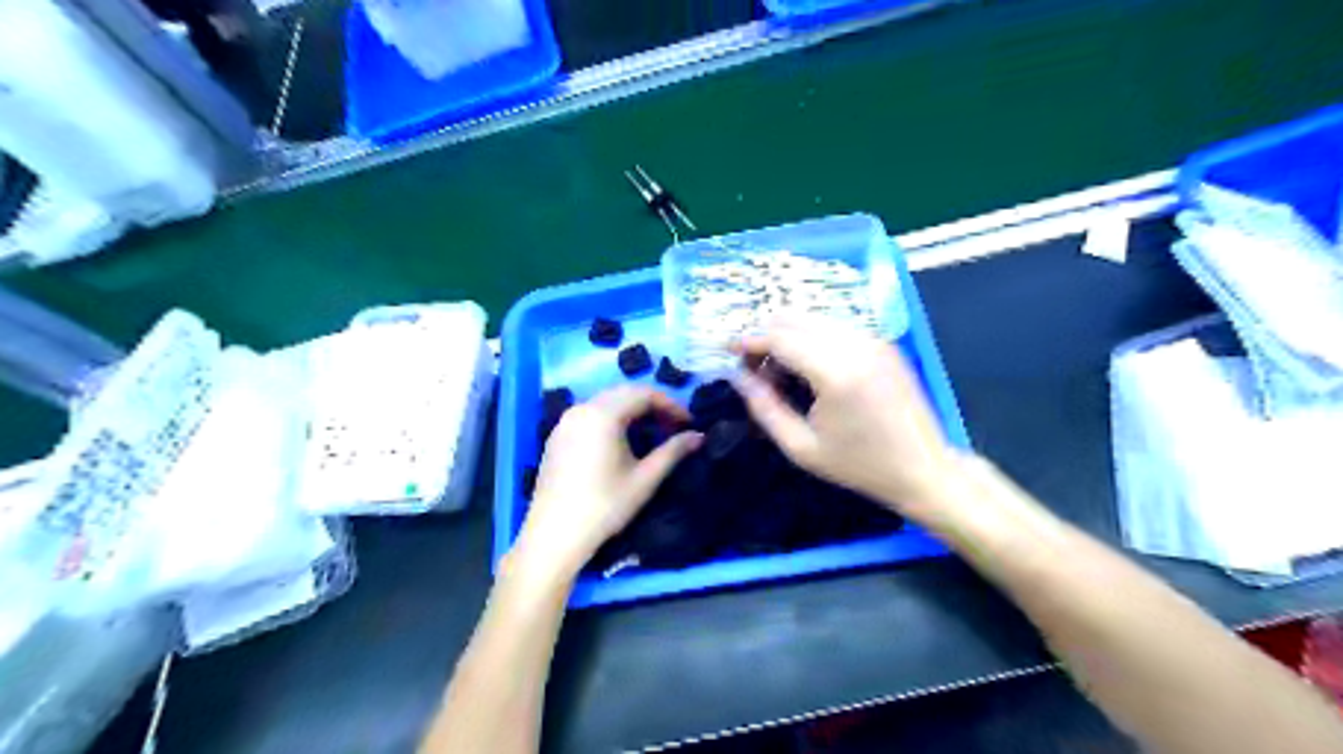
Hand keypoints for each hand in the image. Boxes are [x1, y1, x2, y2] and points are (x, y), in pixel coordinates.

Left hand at [516, 388, 703, 577]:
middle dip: (652, 405)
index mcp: (603, 414)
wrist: (554, 535)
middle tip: (673, 426)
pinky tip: (622, 441)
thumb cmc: (604, 506)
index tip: (688, 424)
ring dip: (632, 411)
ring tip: (652, 433)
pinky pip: (589, 415)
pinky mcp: (556, 436)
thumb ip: (673, 452)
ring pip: (606, 402)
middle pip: (624, 393)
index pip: (644, 394)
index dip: (671, 405)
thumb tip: (699, 436)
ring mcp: (565, 422)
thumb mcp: (645, 479)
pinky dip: (611, 419)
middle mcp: (581, 409)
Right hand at [734, 316, 952, 515]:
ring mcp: (874, 339)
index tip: (730, 353)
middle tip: (754, 366)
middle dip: (767, 335)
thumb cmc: (859, 465)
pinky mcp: (884, 342)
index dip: (750, 341)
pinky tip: (809, 367)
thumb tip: (738, 377)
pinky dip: (813, 337)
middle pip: (795, 319)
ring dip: (789, 335)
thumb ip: (765, 409)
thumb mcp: (802, 448)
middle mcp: (856, 345)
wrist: (923, 468)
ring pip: (815, 318)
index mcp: (836, 372)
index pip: (781, 337)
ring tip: (780, 370)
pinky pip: (836, 326)